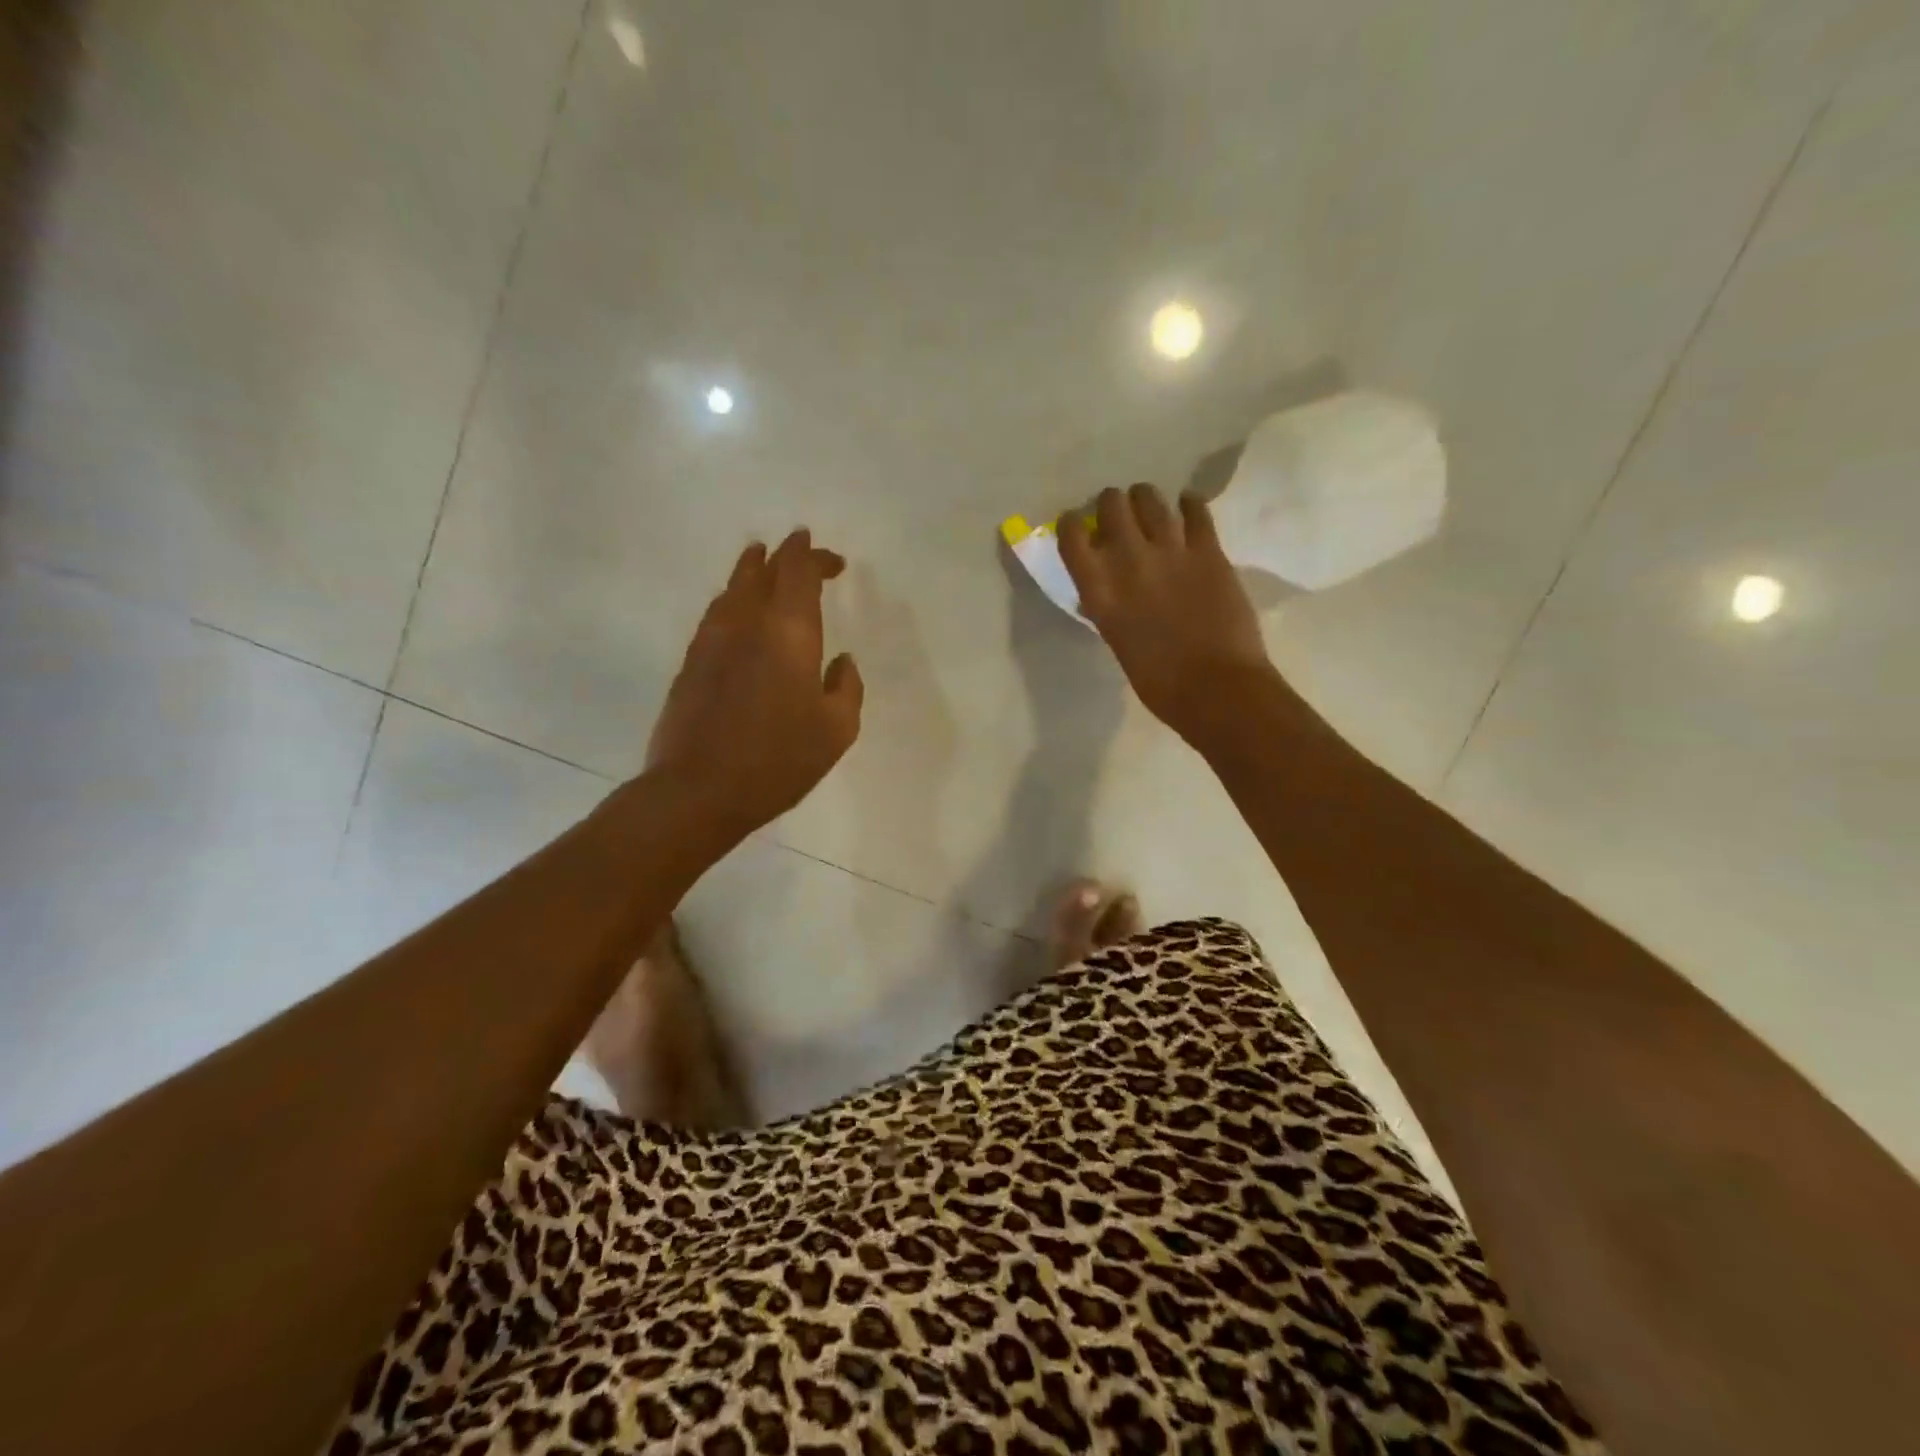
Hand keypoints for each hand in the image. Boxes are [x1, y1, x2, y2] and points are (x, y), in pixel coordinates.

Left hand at [646, 529, 863, 831]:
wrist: (699, 789)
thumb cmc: (779, 759)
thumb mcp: (837, 730)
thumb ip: (847, 688)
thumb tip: (841, 661)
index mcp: (788, 632)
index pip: (798, 572)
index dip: (814, 557)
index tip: (832, 560)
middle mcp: (747, 622)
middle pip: (763, 570)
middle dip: (785, 555)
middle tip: (801, 548)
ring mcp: (712, 640)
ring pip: (732, 588)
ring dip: (751, 570)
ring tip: (761, 562)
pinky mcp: (691, 663)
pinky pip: (716, 614)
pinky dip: (732, 600)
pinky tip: (736, 612)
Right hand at [1059, 484, 1287, 754]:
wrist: (1216, 688)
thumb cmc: (1159, 682)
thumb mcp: (1116, 640)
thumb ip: (1108, 608)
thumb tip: (1103, 591)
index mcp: (1099, 591)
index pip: (1072, 537)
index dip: (1072, 525)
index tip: (1077, 526)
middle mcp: (1128, 561)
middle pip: (1111, 505)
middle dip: (1111, 505)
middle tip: (1118, 515)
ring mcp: (1171, 551)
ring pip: (1150, 498)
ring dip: (1145, 499)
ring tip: (1149, 506)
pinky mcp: (1208, 550)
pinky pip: (1196, 510)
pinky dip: (1189, 504)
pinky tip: (1187, 507)